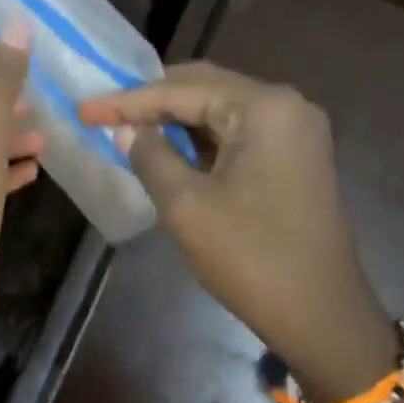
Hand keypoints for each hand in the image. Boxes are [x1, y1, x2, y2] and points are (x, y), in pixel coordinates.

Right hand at [78, 62, 391, 393]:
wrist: (320, 314)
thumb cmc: (250, 257)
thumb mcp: (186, 206)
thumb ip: (151, 157)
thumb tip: (126, 131)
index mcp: (264, 107)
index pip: (182, 90)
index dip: (127, 100)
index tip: (83, 109)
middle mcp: (286, 107)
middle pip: (206, 89)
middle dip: (152, 102)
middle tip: (103, 114)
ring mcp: (296, 133)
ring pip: (222, 112)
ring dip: (175, 121)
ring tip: (127, 130)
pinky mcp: (296, 160)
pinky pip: (239, 136)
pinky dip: (200, 142)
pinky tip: (168, 151)